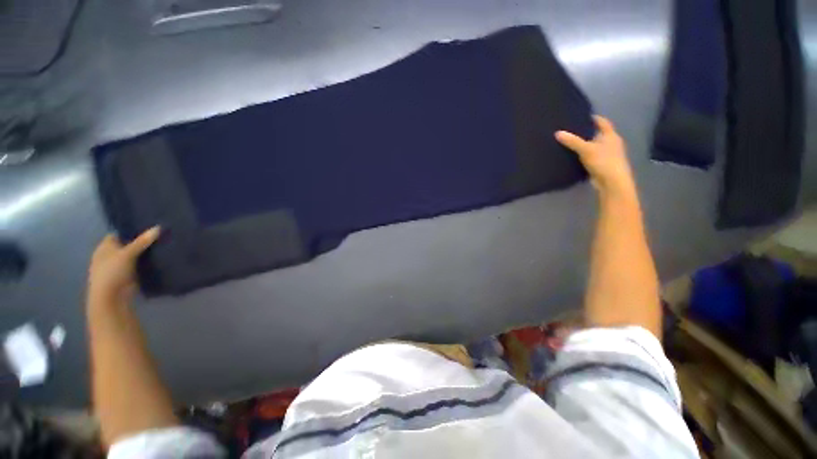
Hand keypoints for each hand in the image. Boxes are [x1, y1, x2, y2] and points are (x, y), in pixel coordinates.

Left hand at [88, 227, 159, 303]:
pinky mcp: (128, 275)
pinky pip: (140, 265)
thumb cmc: (112, 272)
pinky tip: (160, 258)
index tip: (149, 226)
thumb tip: (158, 227)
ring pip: (135, 255)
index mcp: (104, 247)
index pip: (119, 234)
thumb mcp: (127, 254)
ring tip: (164, 245)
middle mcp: (110, 255)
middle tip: (160, 235)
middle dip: (142, 241)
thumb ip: (142, 241)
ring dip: (146, 253)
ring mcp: (119, 266)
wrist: (111, 298)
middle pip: (128, 244)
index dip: (132, 230)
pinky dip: (147, 262)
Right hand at [555, 115, 635, 196]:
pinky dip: (584, 155)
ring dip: (585, 144)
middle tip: (572, 129)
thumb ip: (572, 141)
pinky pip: (591, 156)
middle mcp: (611, 143)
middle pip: (598, 134)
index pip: (603, 123)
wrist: (612, 182)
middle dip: (587, 132)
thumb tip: (557, 133)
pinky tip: (574, 156)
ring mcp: (607, 155)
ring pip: (594, 146)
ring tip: (570, 142)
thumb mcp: (586, 149)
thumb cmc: (603, 161)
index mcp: (611, 136)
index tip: (583, 116)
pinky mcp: (602, 165)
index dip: (594, 118)